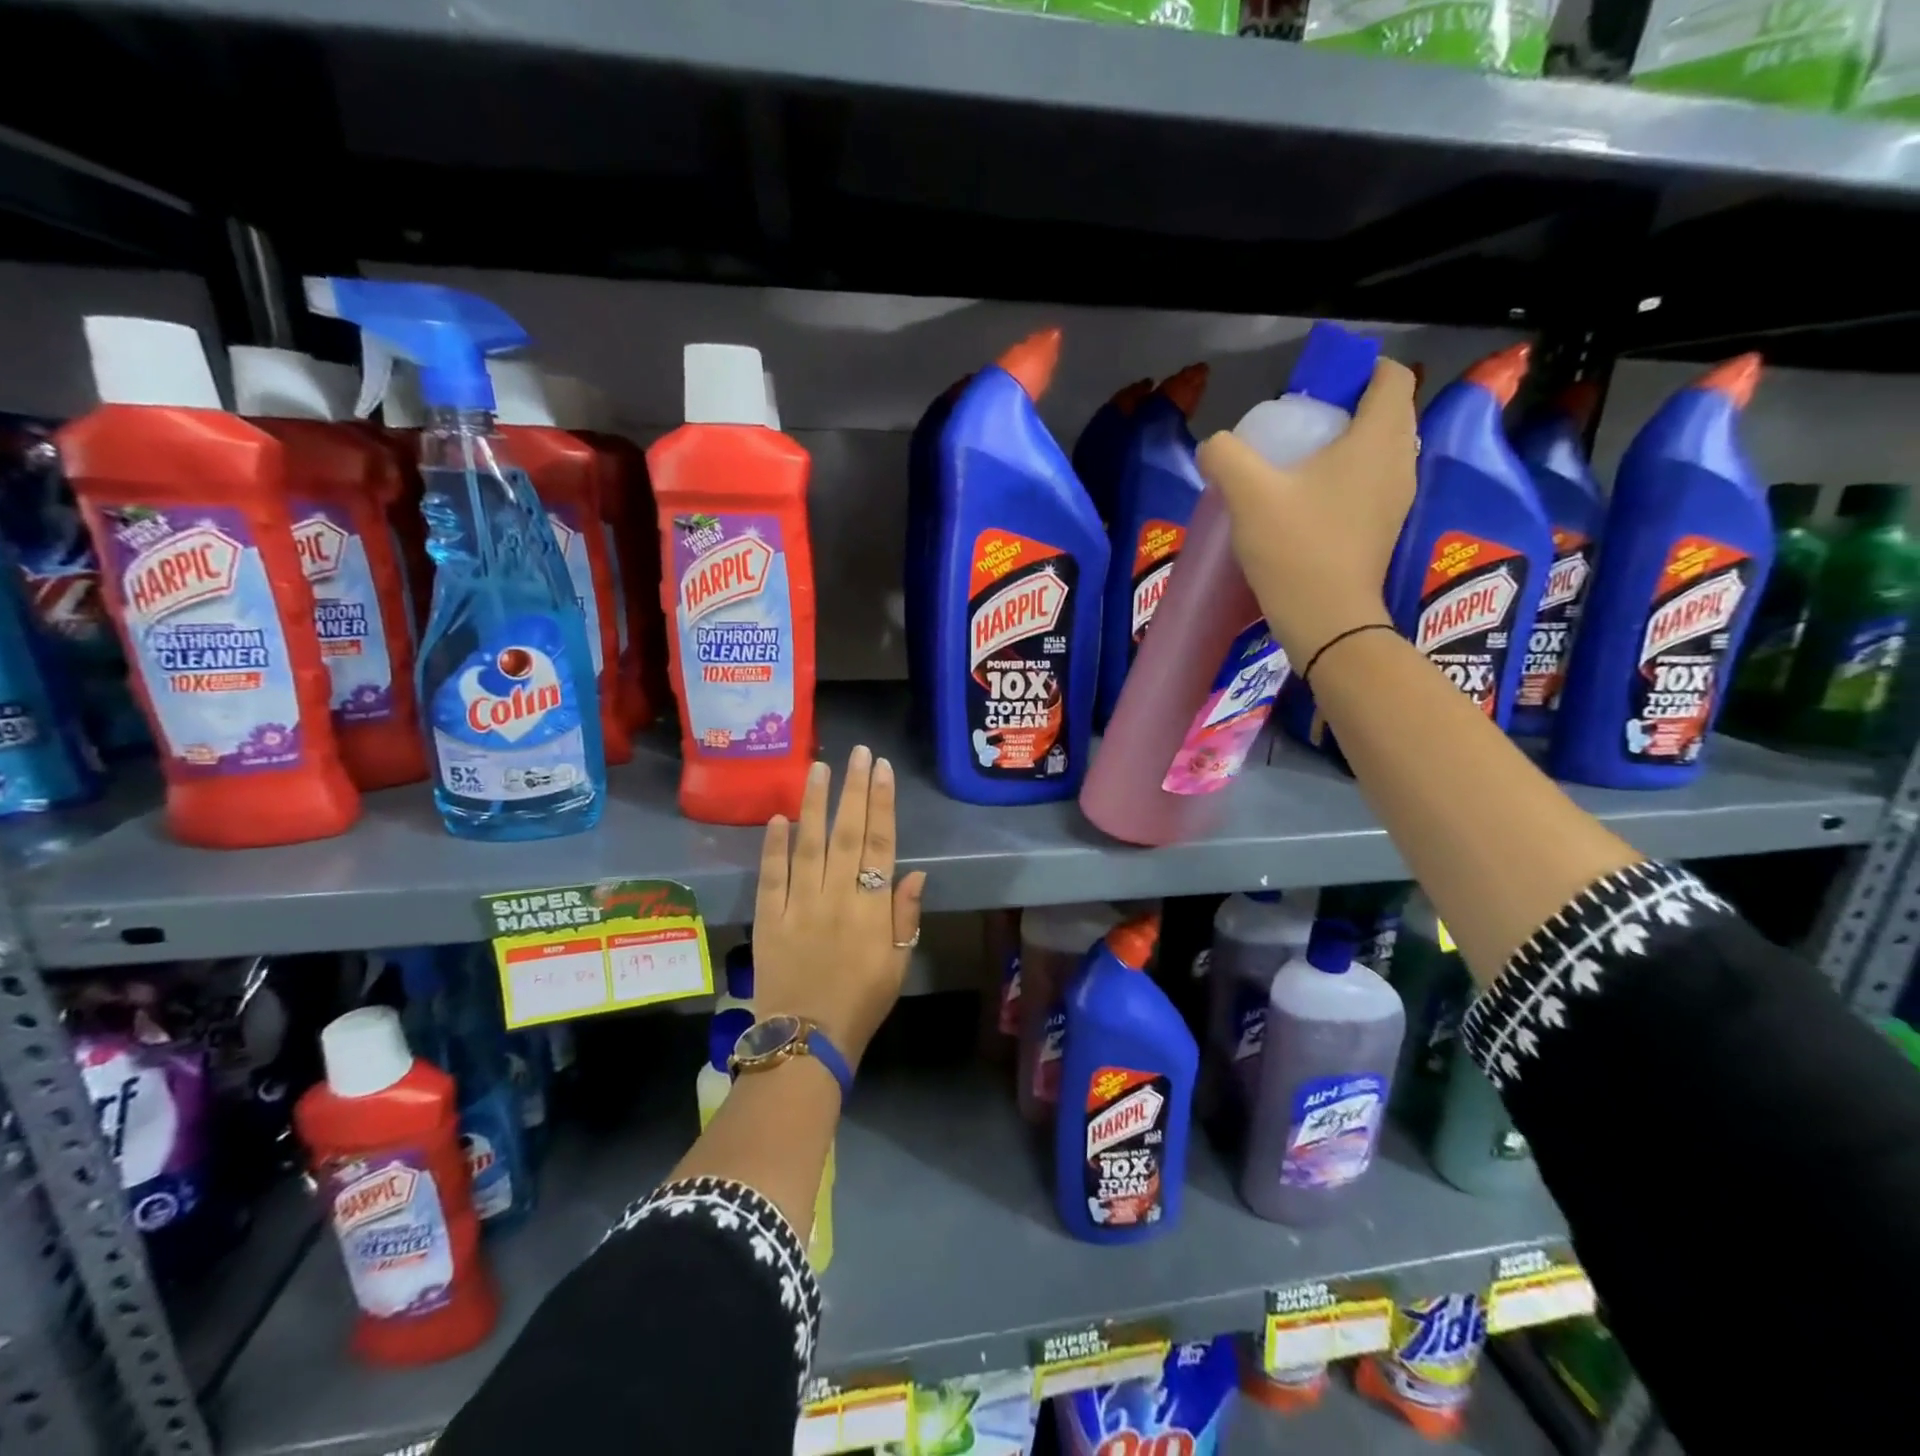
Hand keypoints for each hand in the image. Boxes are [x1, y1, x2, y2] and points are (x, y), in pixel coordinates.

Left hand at [751, 746, 927, 1069]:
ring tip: (818, 767)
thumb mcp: (898, 963)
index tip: (881, 770)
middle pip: (847, 834)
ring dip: (814, 804)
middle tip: (856, 753)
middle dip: (853, 790)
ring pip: (808, 845)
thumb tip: (914, 871)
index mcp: (871, 909)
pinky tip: (778, 818)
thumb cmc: (862, 1002)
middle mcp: (836, 897)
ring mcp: (798, 906)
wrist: (807, 1040)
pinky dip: (773, 846)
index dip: (882, 804)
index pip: (880, 844)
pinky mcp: (768, 919)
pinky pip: (770, 876)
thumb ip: (905, 915)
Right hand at [1195, 358, 1418, 669]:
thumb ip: (1225, 456)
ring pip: (1378, 451)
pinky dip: (1346, 480)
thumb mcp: (1247, 494)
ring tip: (1298, 467)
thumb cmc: (1295, 547)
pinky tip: (1307, 503)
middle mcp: (1400, 461)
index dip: (1357, 371)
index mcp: (1378, 437)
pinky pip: (1371, 483)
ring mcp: (1397, 498)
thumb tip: (1214, 446)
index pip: (1391, 376)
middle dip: (1345, 409)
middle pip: (1384, 412)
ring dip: (1345, 447)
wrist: (1326, 619)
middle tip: (1297, 429)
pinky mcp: (1385, 528)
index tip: (1314, 390)